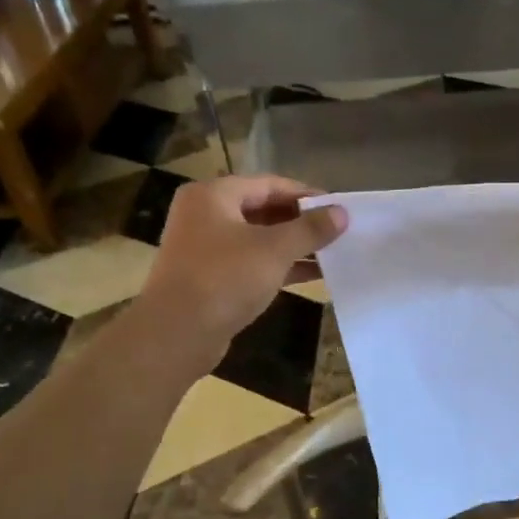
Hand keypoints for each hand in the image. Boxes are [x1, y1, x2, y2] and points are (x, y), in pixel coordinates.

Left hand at [140, 175, 346, 356]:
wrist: (177, 334)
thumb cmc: (225, 278)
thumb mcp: (275, 249)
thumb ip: (310, 229)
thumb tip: (342, 213)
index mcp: (214, 195)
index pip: (270, 184)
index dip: (307, 195)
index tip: (339, 208)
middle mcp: (205, 215)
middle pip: (263, 210)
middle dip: (302, 222)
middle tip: (338, 231)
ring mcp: (206, 248)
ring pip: (259, 239)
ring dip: (294, 246)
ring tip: (333, 253)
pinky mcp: (211, 278)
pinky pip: (252, 263)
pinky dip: (280, 266)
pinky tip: (314, 275)